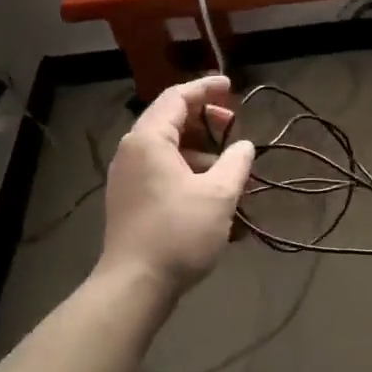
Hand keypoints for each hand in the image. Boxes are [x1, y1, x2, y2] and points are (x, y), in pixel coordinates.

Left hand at [99, 75, 255, 297]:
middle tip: (235, 127)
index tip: (231, 86)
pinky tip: (212, 191)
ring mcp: (128, 176)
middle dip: (206, 119)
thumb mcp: (219, 194)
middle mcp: (132, 151)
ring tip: (230, 166)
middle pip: (171, 119)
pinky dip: (187, 168)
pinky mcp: (130, 199)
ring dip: (201, 149)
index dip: (206, 88)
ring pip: (168, 147)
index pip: (177, 97)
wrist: (134, 285)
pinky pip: (161, 169)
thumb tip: (244, 146)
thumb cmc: (178, 233)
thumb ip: (236, 162)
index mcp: (149, 140)